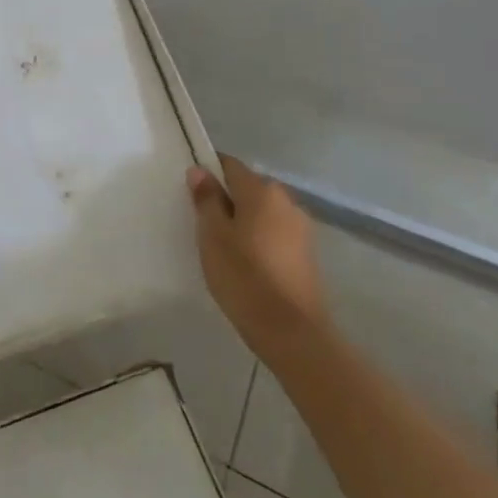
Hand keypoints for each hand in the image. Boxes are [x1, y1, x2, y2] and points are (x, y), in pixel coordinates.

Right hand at [188, 156, 327, 352]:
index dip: (208, 171)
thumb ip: (206, 200)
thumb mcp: (213, 236)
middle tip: (202, 222)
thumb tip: (200, 171)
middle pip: (248, 187)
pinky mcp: (306, 253)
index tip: (191, 190)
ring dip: (243, 220)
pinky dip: (258, 238)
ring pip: (262, 211)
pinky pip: (274, 232)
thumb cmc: (244, 277)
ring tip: (223, 246)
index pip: (230, 165)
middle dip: (226, 198)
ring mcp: (301, 227)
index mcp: (261, 191)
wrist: (292, 332)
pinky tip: (246, 262)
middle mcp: (286, 201)